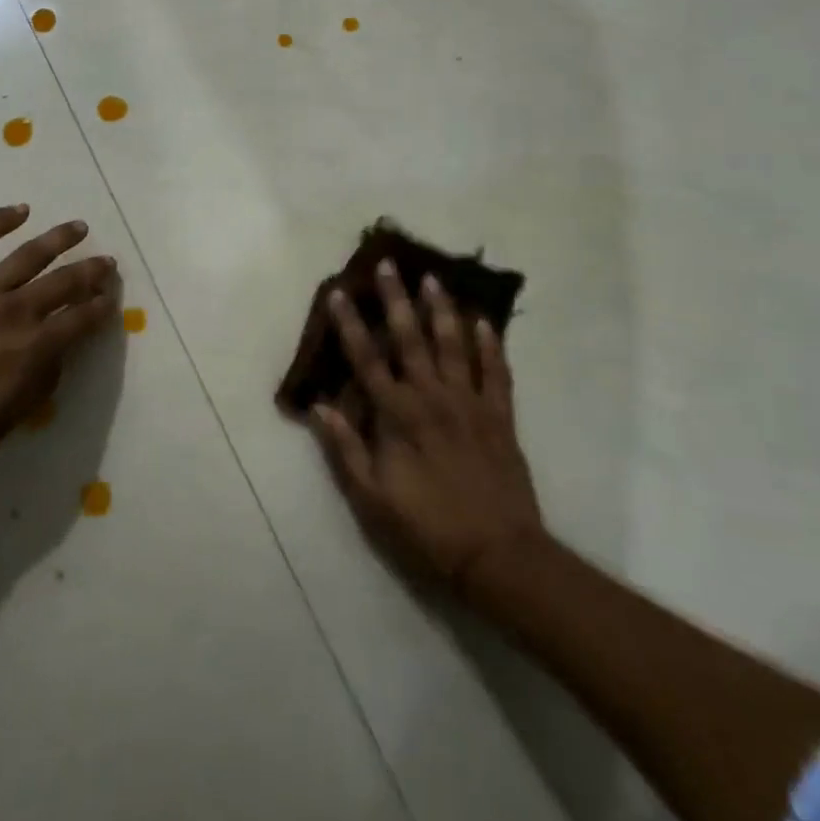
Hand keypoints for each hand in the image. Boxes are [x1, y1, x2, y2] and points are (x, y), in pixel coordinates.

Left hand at [0, 205, 119, 468]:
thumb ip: (34, 390)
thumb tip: (55, 360)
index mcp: (29, 349)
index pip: (79, 322)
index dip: (99, 309)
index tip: (111, 300)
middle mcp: (14, 310)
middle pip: (64, 283)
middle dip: (90, 272)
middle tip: (107, 262)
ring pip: (31, 253)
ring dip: (59, 238)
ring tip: (79, 227)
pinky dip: (0, 219)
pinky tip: (19, 210)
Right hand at [311, 261, 546, 593]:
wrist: (498, 555)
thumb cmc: (427, 528)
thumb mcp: (372, 498)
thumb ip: (345, 448)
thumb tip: (318, 406)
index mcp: (398, 415)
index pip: (367, 360)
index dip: (350, 325)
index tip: (340, 293)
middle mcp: (432, 397)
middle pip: (410, 339)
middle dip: (397, 299)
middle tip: (389, 264)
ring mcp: (470, 403)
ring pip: (454, 345)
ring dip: (442, 310)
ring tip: (433, 279)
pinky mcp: (501, 416)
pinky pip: (496, 372)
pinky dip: (491, 345)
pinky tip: (484, 322)